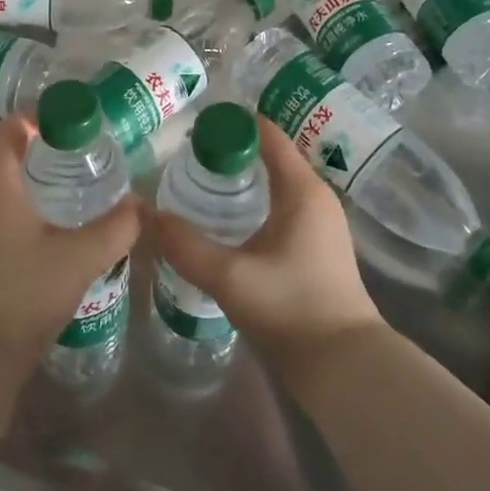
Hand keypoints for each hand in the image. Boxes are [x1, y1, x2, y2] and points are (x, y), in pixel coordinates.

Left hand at [0, 114, 140, 379]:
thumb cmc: (22, 293)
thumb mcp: (80, 258)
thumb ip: (116, 227)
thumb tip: (141, 205)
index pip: (12, 128)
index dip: (42, 117)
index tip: (77, 124)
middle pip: (7, 152)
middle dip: (44, 146)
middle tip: (83, 152)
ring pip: (2, 181)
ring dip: (34, 175)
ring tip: (74, 183)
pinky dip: (24, 200)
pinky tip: (53, 222)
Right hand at [151, 116, 384, 387]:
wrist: (343, 366)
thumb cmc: (290, 309)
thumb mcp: (230, 276)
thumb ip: (185, 245)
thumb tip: (146, 216)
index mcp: (302, 189)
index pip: (268, 134)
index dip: (233, 123)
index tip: (197, 125)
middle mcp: (317, 196)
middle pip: (272, 155)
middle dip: (233, 150)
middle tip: (189, 153)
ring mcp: (321, 222)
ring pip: (278, 182)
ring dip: (245, 177)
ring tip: (202, 180)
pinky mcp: (319, 245)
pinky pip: (284, 204)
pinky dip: (257, 199)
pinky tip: (230, 217)